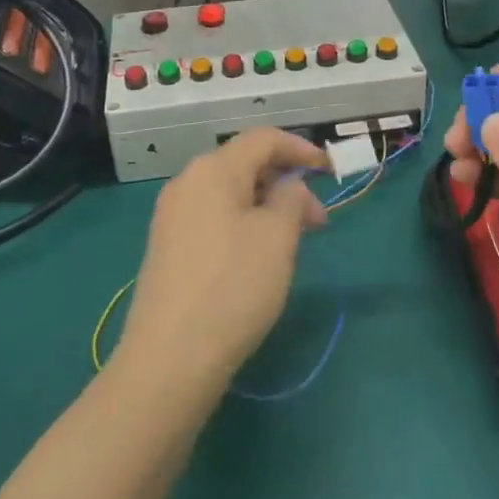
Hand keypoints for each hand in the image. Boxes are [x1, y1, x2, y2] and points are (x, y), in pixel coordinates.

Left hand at [117, 128, 330, 394]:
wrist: (170, 358)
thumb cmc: (233, 286)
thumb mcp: (277, 237)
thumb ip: (291, 199)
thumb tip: (288, 188)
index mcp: (212, 169)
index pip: (263, 139)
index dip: (301, 148)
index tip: (330, 171)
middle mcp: (187, 183)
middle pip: (245, 165)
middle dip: (286, 184)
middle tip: (318, 222)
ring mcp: (172, 216)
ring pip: (230, 195)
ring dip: (267, 207)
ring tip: (293, 243)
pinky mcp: (168, 248)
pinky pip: (214, 219)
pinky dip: (244, 225)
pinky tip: (259, 258)